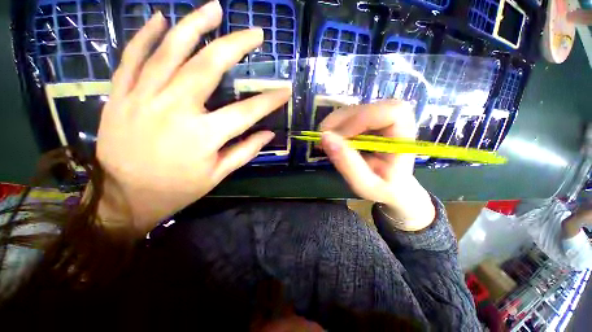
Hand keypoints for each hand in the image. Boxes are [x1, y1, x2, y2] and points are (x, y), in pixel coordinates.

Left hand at [95, 1, 290, 233]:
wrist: (126, 196)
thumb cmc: (177, 188)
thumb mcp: (218, 174)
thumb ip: (245, 151)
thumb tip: (269, 134)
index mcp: (204, 135)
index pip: (247, 111)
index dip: (269, 100)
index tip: (286, 90)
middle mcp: (176, 109)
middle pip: (209, 66)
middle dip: (236, 46)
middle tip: (255, 33)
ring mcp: (144, 97)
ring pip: (170, 50)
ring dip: (195, 25)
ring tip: (214, 9)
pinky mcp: (122, 95)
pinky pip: (132, 57)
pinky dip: (147, 35)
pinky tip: (160, 19)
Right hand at [320, 101, 434, 230]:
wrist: (393, 188)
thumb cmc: (384, 190)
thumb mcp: (365, 185)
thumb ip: (347, 164)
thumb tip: (324, 138)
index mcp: (404, 137)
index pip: (390, 112)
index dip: (361, 119)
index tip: (338, 138)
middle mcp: (396, 121)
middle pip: (367, 107)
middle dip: (340, 121)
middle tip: (323, 140)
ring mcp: (381, 119)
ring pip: (355, 109)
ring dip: (334, 123)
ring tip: (324, 142)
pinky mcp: (369, 121)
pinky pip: (349, 116)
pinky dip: (335, 126)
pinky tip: (330, 139)